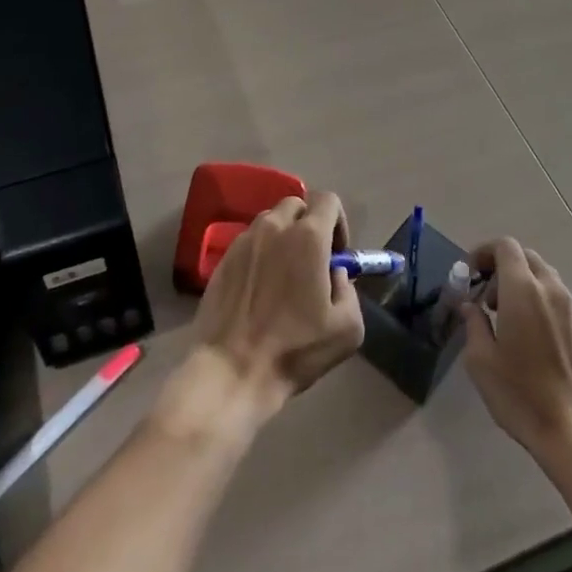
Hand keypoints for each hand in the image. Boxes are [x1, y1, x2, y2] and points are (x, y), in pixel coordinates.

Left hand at [192, 192, 365, 416]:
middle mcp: (274, 227)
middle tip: (312, 261)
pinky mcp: (223, 258)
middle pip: (297, 205)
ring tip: (284, 275)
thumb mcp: (347, 328)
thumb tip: (334, 273)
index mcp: (308, 237)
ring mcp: (245, 240)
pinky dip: (260, 253)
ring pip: (270, 221)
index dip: (339, 222)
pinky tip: (260, 288)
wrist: (231, 371)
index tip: (337, 254)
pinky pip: (249, 242)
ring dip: (283, 237)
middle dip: (309, 225)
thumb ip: (348, 289)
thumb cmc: (294, 349)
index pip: (328, 200)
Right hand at [462, 238, 571, 463]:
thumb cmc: (521, 394)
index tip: (469, 273)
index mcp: (523, 289)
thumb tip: (470, 306)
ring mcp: (569, 307)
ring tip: (503, 316)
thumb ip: (473, 324)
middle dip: (501, 266)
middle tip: (484, 296)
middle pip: (524, 257)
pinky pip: (554, 295)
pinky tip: (525, 332)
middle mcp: (549, 289)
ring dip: (519, 282)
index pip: (505, 246)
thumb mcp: (481, 361)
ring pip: (541, 275)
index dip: (484, 252)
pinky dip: (535, 297)